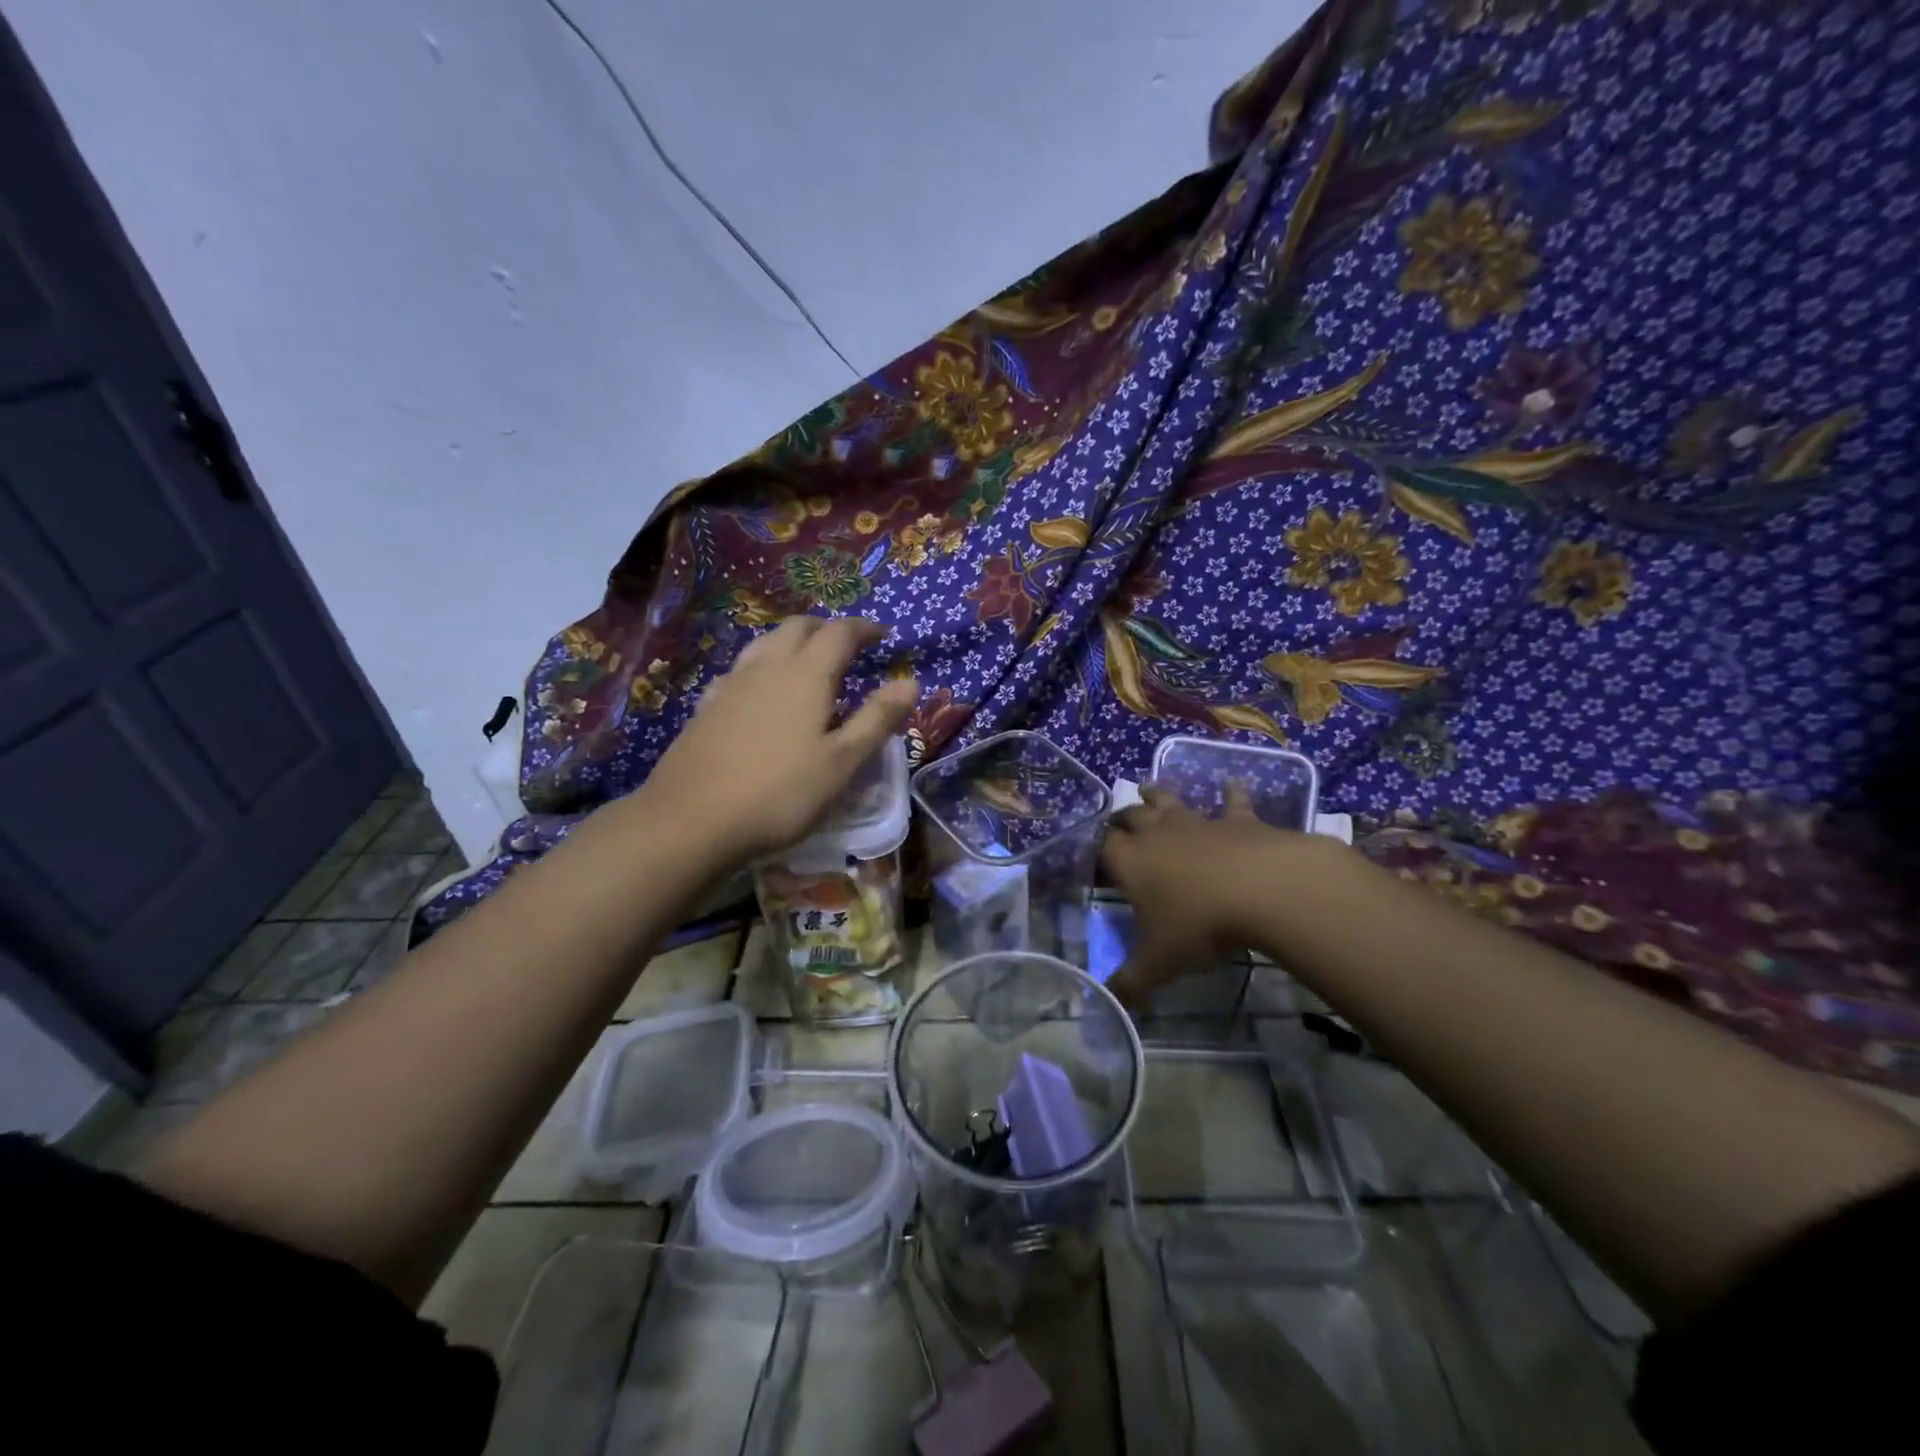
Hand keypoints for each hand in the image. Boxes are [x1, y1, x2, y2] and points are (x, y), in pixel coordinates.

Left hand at [637, 617, 917, 864]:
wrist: (691, 820)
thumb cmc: (780, 793)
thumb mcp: (842, 762)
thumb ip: (877, 720)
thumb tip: (910, 682)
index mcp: (806, 675)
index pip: (839, 633)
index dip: (864, 628)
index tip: (882, 634)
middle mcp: (767, 667)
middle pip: (798, 628)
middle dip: (826, 629)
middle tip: (847, 645)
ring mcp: (731, 684)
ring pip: (765, 643)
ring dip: (792, 642)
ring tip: (808, 662)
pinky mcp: (707, 706)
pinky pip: (742, 669)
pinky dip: (763, 666)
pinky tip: (762, 692)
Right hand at [1100, 784, 1321, 1009]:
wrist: (1264, 890)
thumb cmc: (1200, 924)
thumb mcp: (1159, 963)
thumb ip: (1131, 983)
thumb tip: (1110, 1002)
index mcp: (1130, 862)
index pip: (1101, 848)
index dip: (1095, 852)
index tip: (1093, 861)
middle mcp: (1157, 834)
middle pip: (1129, 816)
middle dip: (1120, 819)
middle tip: (1117, 825)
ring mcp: (1198, 822)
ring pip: (1169, 800)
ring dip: (1156, 795)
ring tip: (1148, 788)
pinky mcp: (1238, 820)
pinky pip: (1232, 801)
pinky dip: (1231, 793)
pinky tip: (1233, 784)